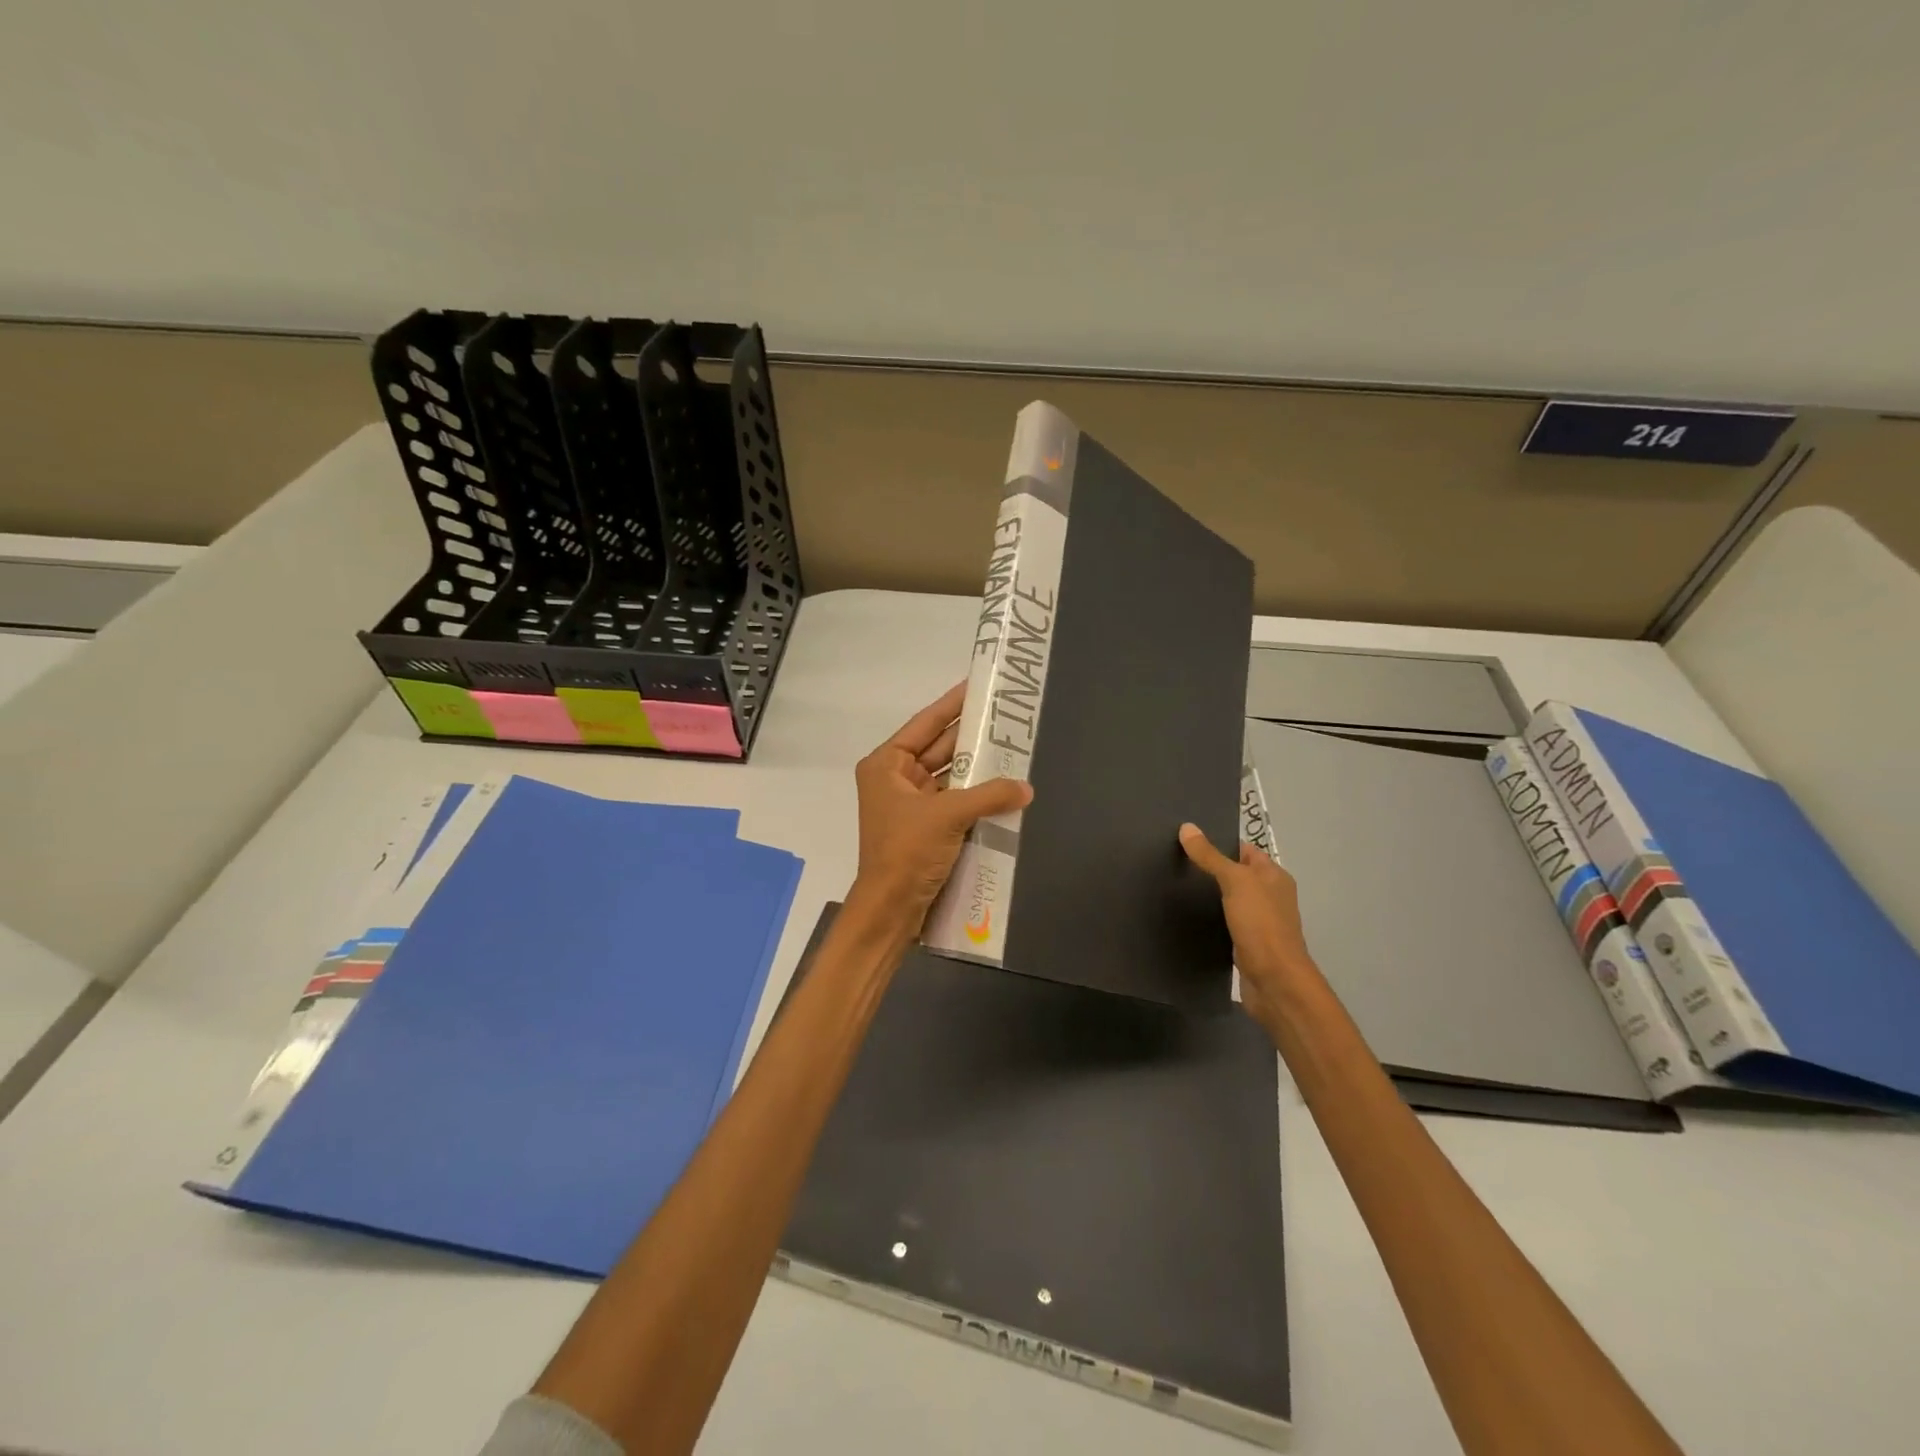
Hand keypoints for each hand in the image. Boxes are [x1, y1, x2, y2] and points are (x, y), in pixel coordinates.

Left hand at [849, 683, 1032, 933]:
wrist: (890, 910)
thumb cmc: (907, 852)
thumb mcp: (948, 816)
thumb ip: (989, 795)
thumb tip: (1026, 787)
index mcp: (886, 765)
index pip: (925, 724)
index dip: (952, 704)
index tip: (977, 685)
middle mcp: (896, 779)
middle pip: (940, 749)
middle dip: (972, 736)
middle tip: (1007, 717)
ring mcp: (911, 805)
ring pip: (950, 777)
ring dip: (978, 769)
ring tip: (1013, 748)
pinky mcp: (926, 829)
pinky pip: (955, 802)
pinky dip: (977, 796)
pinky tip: (1005, 787)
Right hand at [1179, 824, 1314, 1034]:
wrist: (1274, 982)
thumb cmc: (1261, 925)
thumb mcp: (1235, 882)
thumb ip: (1210, 856)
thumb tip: (1187, 827)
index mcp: (1274, 876)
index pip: (1244, 850)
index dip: (1218, 842)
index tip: (1186, 839)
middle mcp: (1269, 896)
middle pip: (1235, 874)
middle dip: (1209, 868)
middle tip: (1173, 861)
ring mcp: (1259, 921)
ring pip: (1228, 900)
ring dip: (1207, 895)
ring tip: (1173, 884)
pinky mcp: (1246, 943)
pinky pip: (1224, 922)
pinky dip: (1209, 918)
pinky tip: (1186, 916)